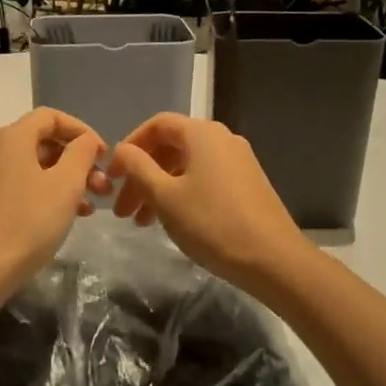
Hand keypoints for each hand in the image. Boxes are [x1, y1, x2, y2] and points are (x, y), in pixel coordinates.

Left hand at [0, 107, 109, 288]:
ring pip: (35, 167)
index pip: (51, 116)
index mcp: (12, 138)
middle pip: (43, 142)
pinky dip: (48, 193)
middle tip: (103, 186)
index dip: (82, 130)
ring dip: (67, 180)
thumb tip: (85, 140)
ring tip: (90, 207)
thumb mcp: (66, 184)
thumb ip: (81, 153)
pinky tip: (66, 216)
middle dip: (78, 161)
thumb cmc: (29, 222)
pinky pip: (23, 186)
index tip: (103, 155)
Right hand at [108, 114, 310, 290]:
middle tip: (122, 210)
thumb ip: (138, 168)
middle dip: (140, 176)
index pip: (157, 125)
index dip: (129, 147)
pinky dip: (180, 195)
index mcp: (202, 134)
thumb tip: (123, 151)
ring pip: (185, 167)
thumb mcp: (165, 197)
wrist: (272, 259)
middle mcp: (222, 139)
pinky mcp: (246, 185)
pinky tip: (171, 222)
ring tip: (141, 223)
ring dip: (158, 189)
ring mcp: (238, 162)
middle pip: (170, 147)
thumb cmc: (212, 223)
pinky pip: (203, 180)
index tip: (112, 177)